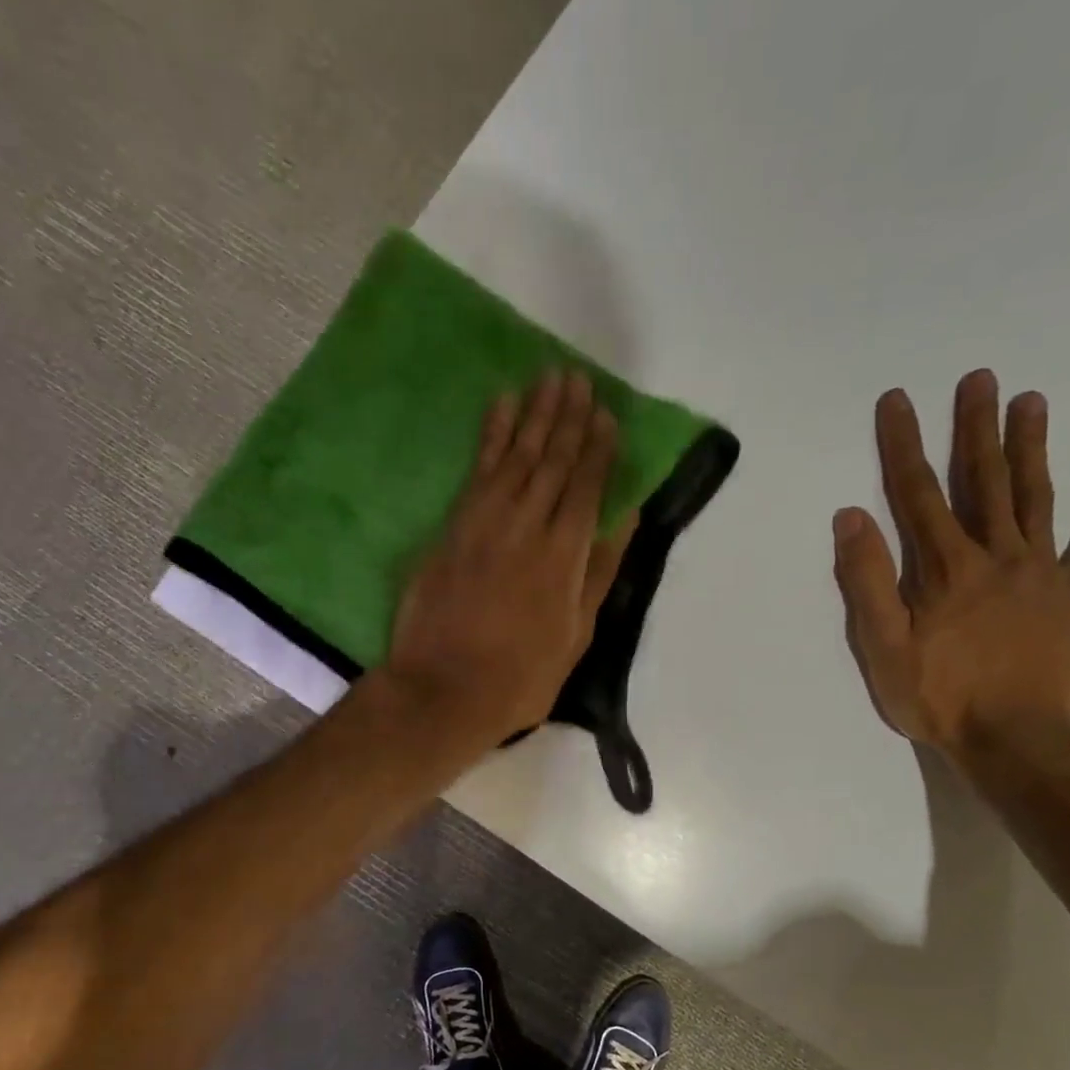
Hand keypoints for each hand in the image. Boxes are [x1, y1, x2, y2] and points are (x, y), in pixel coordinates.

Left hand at [384, 369, 636, 745]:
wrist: (443, 690)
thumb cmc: (520, 676)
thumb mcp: (576, 635)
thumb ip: (600, 572)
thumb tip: (626, 519)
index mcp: (563, 556)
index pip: (585, 487)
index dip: (597, 448)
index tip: (606, 414)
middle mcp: (526, 526)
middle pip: (551, 461)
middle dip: (567, 418)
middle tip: (577, 378)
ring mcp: (484, 523)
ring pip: (515, 456)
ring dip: (533, 415)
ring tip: (548, 379)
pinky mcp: (451, 527)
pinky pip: (475, 470)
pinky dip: (490, 435)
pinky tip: (500, 407)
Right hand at [832, 369, 1069, 771]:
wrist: (1016, 743)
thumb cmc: (939, 698)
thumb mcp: (882, 647)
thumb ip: (867, 581)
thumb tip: (852, 516)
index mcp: (946, 569)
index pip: (918, 493)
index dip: (904, 444)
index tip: (898, 400)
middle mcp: (997, 557)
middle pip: (984, 482)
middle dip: (977, 428)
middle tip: (980, 377)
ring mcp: (1043, 576)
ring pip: (1038, 500)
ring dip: (1032, 450)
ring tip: (1032, 403)